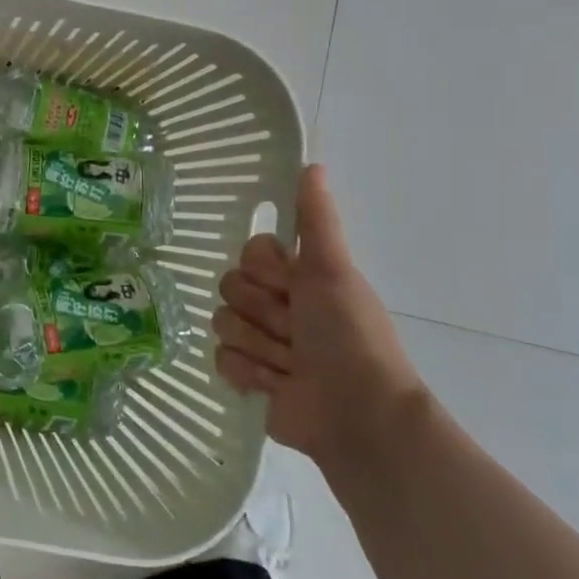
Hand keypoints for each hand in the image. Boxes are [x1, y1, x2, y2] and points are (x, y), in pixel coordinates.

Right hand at [213, 165, 425, 473]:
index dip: (267, 271)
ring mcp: (260, 342)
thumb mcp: (334, 270)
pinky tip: (277, 385)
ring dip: (261, 346)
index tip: (294, 287)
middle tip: (297, 332)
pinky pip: (220, 358)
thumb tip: (313, 164)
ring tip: (292, 365)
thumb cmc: (349, 336)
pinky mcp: (247, 377)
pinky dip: (251, 374)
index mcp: (297, 278)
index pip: (249, 253)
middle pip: (230, 286)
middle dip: (265, 313)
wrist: (358, 413)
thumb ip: (317, 220)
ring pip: (222, 323)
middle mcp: (276, 305)